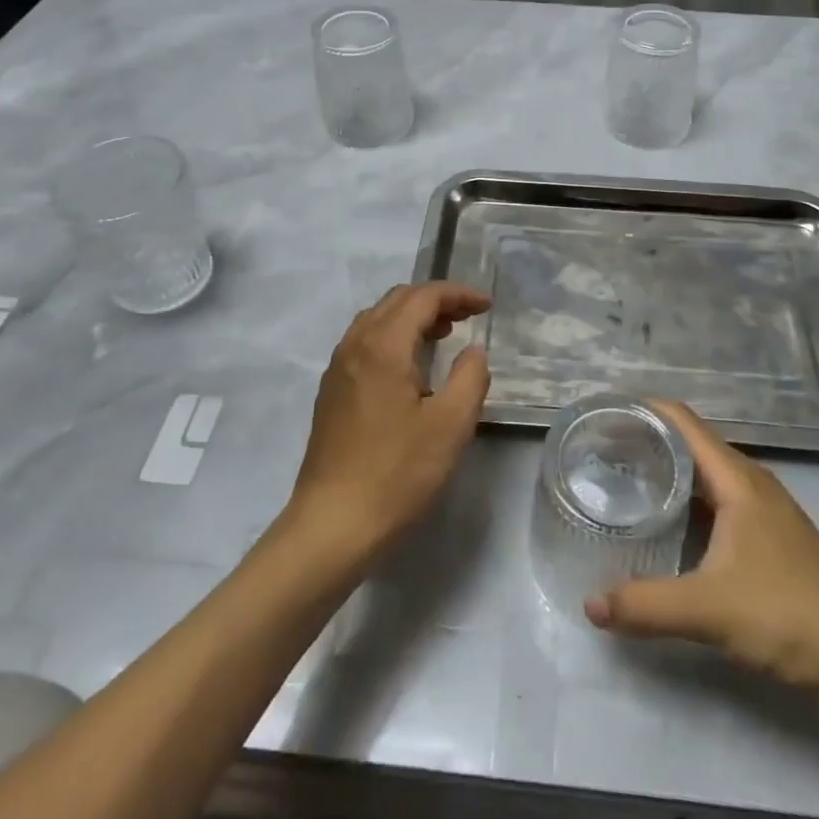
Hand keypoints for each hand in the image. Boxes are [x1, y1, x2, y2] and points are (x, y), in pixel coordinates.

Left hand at [286, 283, 491, 560]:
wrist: (332, 524)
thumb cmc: (397, 473)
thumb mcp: (451, 425)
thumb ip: (470, 377)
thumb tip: (473, 351)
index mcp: (383, 345)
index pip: (423, 297)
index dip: (458, 294)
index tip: (487, 307)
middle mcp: (355, 345)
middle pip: (397, 300)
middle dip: (436, 301)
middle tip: (468, 318)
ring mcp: (338, 368)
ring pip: (377, 320)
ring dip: (412, 318)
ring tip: (444, 336)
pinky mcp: (331, 392)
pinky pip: (365, 343)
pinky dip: (393, 338)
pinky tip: (410, 368)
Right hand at [585, 400, 818, 696]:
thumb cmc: (788, 615)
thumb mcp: (709, 611)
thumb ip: (646, 605)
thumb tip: (590, 604)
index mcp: (737, 478)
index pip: (683, 421)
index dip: (644, 409)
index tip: (604, 413)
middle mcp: (751, 482)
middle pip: (692, 443)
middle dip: (648, 439)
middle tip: (602, 449)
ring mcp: (764, 509)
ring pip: (706, 473)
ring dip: (669, 470)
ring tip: (625, 479)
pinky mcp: (771, 536)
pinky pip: (718, 499)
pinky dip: (688, 498)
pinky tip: (668, 523)